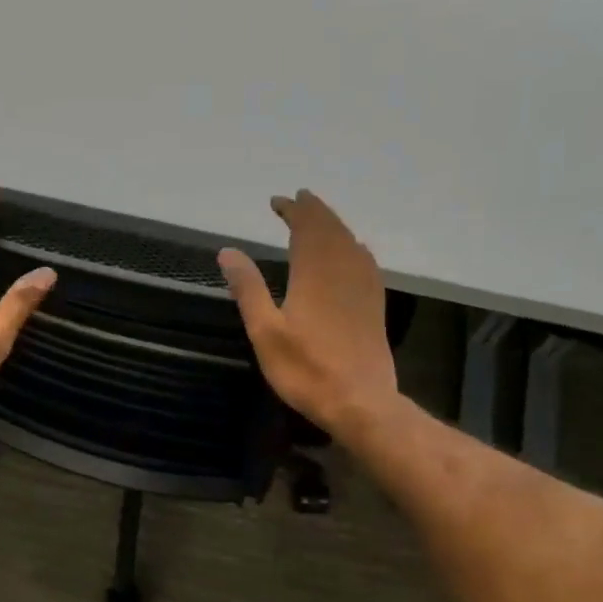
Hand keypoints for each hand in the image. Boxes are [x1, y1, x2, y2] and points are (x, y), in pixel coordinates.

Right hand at [219, 191, 399, 439]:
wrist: (360, 402)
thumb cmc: (306, 369)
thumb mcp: (265, 331)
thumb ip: (248, 288)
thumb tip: (228, 251)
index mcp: (314, 273)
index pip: (306, 228)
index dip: (293, 210)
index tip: (278, 201)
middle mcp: (343, 271)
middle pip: (331, 229)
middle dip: (315, 211)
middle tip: (299, 199)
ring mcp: (364, 288)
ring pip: (350, 242)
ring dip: (334, 225)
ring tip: (320, 218)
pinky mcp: (374, 306)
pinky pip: (366, 262)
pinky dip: (354, 247)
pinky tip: (354, 252)